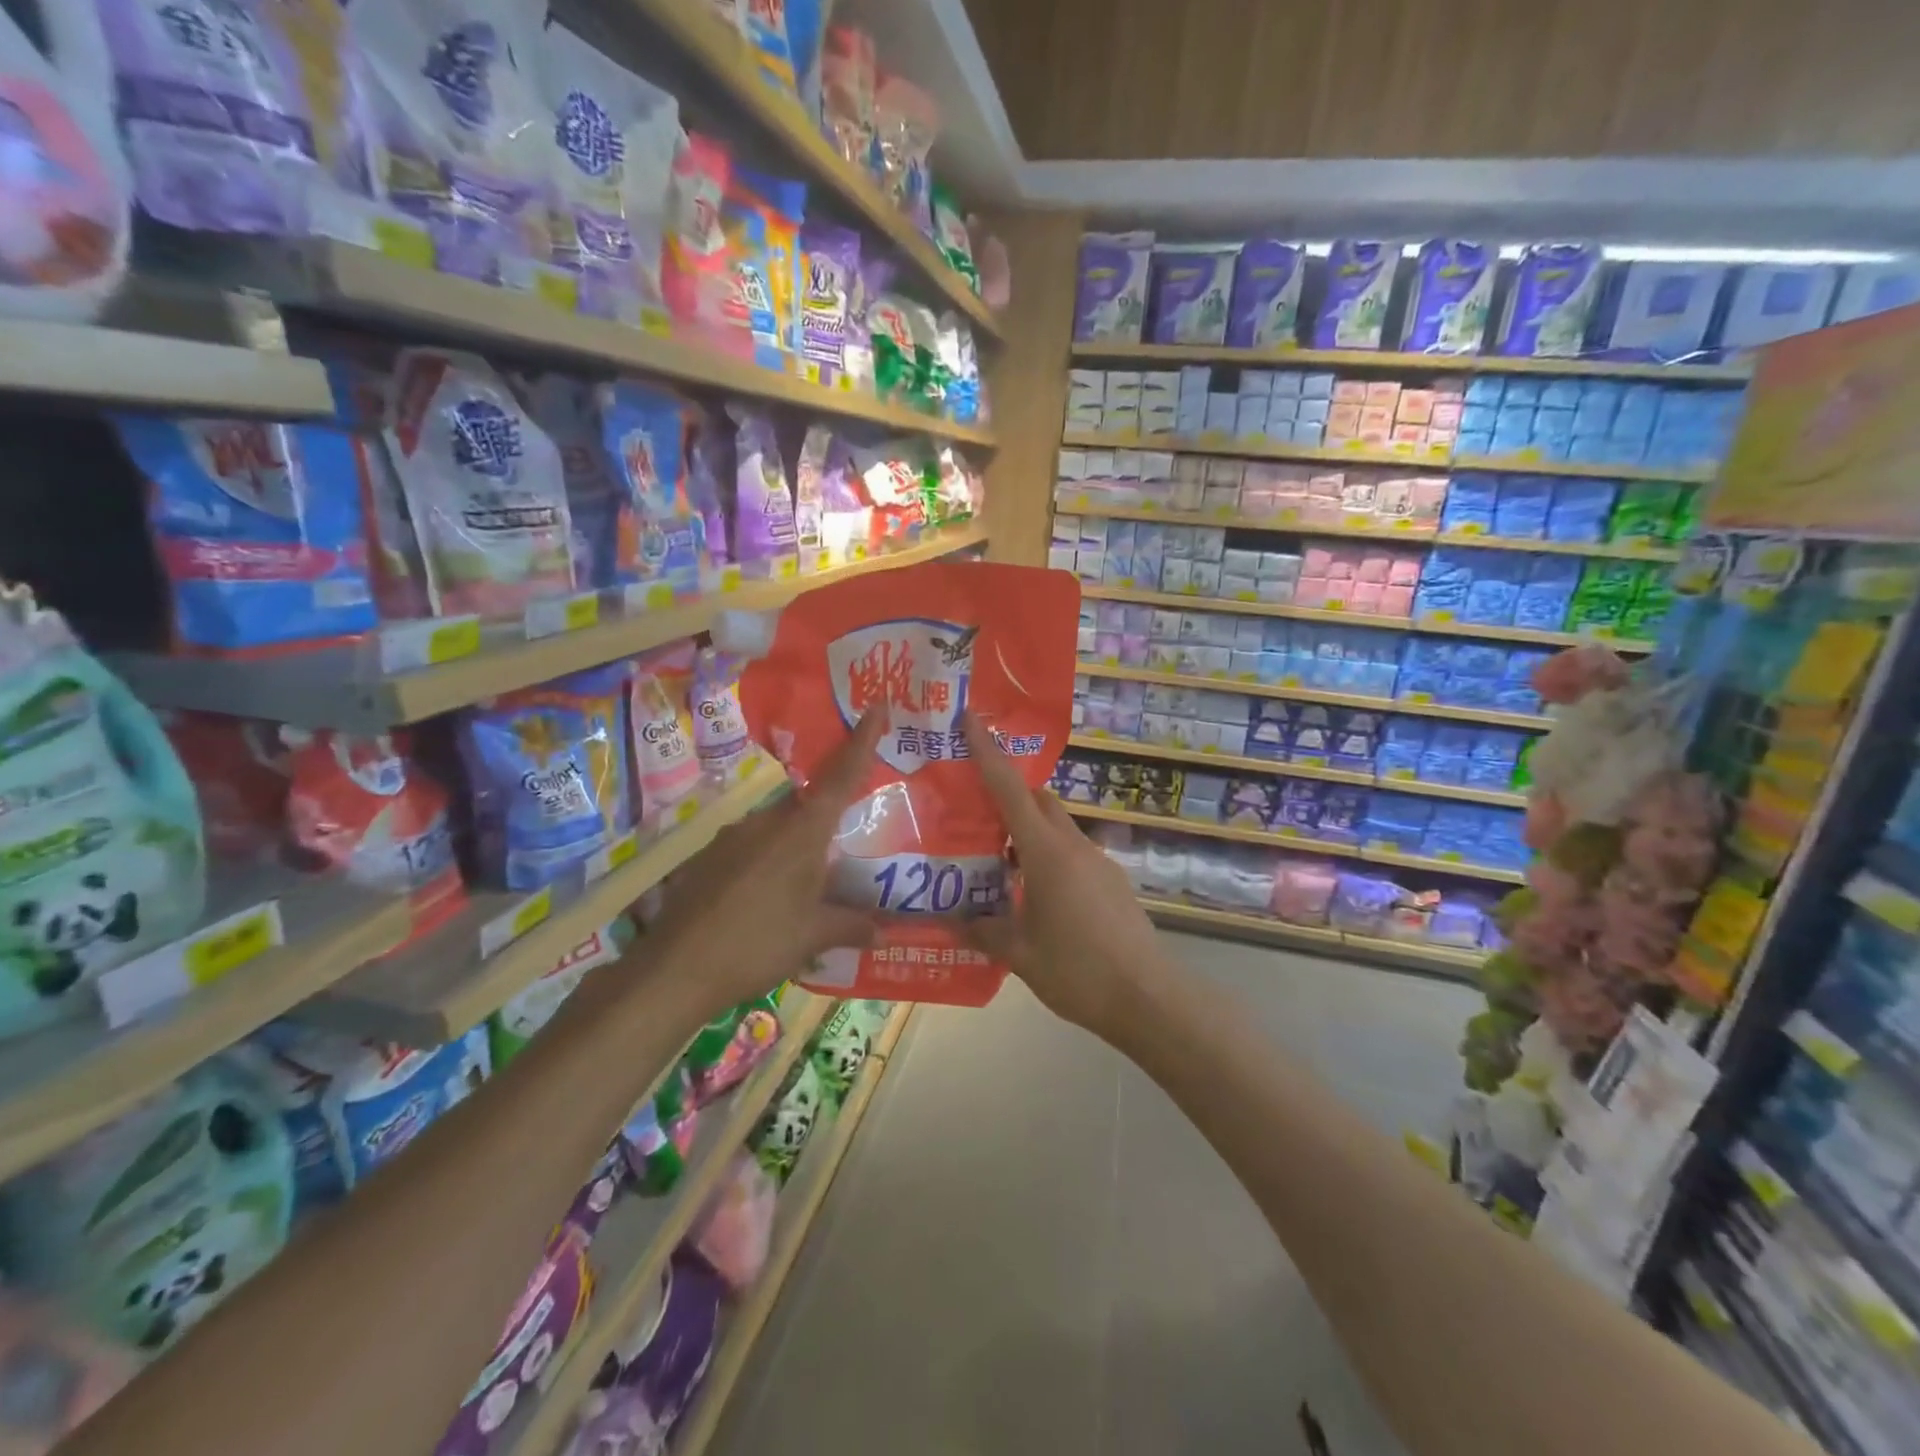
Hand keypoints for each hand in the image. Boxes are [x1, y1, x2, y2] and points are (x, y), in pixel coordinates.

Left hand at [640, 712, 885, 1021]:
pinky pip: (750, 849)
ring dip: (793, 849)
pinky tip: (762, 902)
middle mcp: (767, 822)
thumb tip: (885, 930)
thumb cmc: (758, 944)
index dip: (862, 741)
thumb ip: (851, 926)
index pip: (841, 776)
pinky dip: (765, 865)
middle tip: (841, 850)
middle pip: (808, 806)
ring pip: (777, 829)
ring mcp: (732, 836)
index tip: (876, 706)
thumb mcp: (812, 937)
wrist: (675, 968)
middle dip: (827, 821)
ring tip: (801, 892)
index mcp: (802, 833)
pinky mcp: (708, 856)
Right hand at [961, 714, 1171, 1038]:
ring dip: (1028, 832)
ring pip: (1057, 828)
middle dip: (1008, 794)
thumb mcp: (1021, 954)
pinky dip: (1047, 857)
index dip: (988, 753)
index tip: (971, 719)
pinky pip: (1072, 854)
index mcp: (1047, 853)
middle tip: (973, 809)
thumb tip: (952, 921)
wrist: (1150, 998)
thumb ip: (984, 931)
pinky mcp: (1111, 883)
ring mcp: (1098, 863)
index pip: (1011, 790)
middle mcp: (1074, 847)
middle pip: (1039, 800)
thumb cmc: (1078, 971)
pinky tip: (1033, 894)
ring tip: (996, 859)